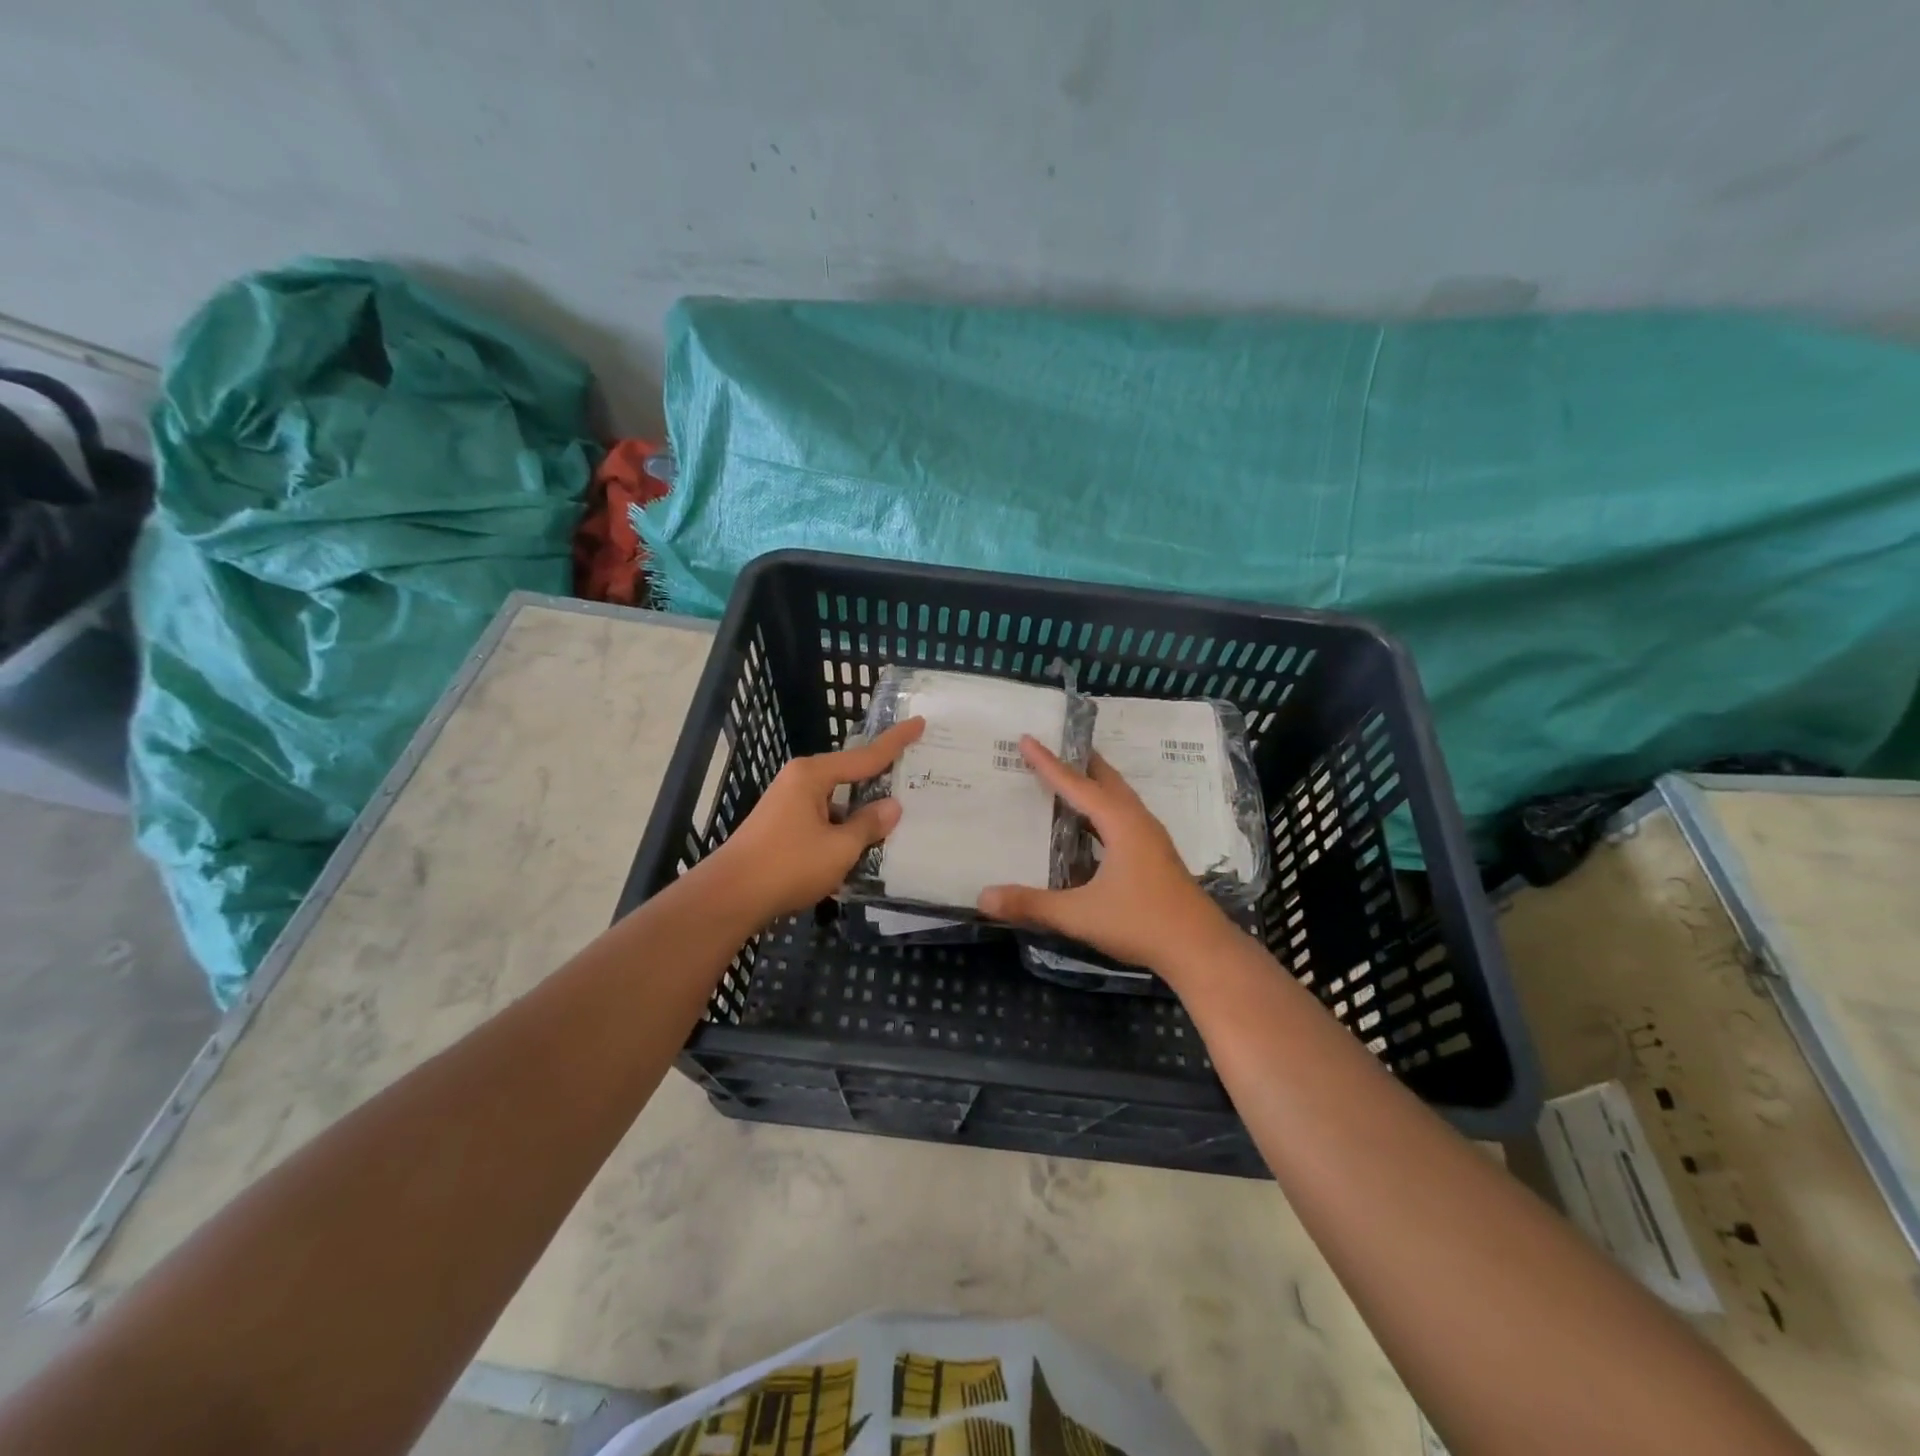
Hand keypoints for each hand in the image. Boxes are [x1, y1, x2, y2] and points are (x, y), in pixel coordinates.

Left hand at [708, 718, 925, 923]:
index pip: (865, 756)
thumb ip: (868, 826)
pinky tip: (861, 849)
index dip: (895, 741)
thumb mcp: (839, 848)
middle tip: (914, 777)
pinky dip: (843, 831)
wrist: (730, 897)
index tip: (919, 722)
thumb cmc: (787, 865)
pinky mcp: (783, 828)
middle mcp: (799, 782)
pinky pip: (824, 820)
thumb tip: (892, 807)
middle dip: (879, 781)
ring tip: (895, 822)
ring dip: (860, 814)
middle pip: (850, 776)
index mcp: (812, 775)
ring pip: (837, 802)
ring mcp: (788, 805)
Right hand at [977, 737, 1233, 976]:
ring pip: (1119, 798)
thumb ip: (1031, 904)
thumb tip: (983, 897)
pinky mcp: (1156, 856)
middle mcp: (1138, 822)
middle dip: (1079, 762)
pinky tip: (1092, 827)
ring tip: (1070, 778)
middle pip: (1106, 780)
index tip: (1027, 740)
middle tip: (1054, 746)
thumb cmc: (1141, 923)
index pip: (1077, 785)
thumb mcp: (1080, 915)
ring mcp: (1151, 839)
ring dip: (1094, 785)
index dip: (1049, 763)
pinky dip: (1103, 809)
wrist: (1200, 950)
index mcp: (1121, 823)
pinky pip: (1124, 817)